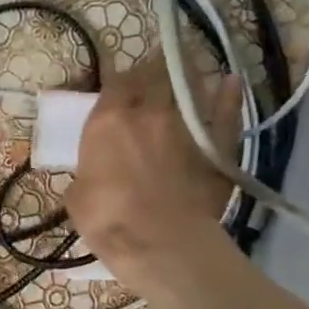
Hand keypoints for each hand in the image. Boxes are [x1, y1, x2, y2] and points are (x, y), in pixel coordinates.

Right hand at [64, 61, 242, 289]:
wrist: (160, 241)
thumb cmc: (106, 218)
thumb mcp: (77, 193)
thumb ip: (88, 170)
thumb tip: (94, 171)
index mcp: (107, 121)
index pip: (113, 81)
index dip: (116, 78)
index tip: (116, 81)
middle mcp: (147, 111)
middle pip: (153, 73)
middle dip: (151, 67)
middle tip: (151, 69)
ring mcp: (186, 124)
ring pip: (191, 84)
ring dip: (187, 73)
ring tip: (186, 68)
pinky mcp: (217, 143)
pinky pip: (226, 111)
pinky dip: (229, 94)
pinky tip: (231, 82)